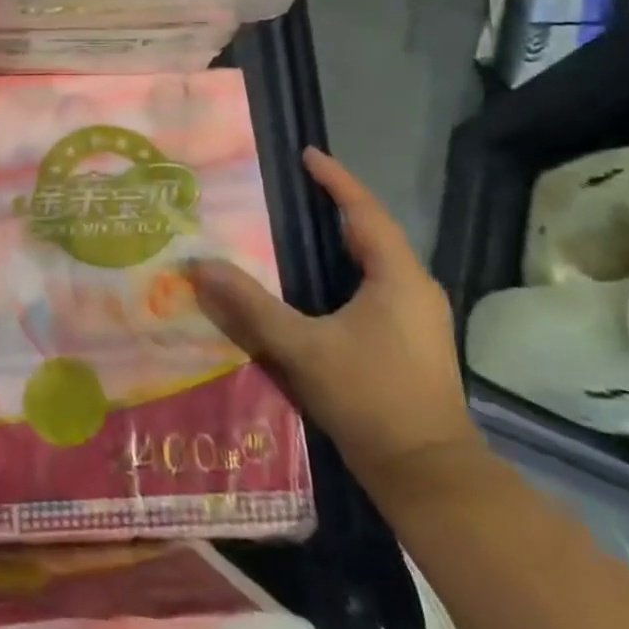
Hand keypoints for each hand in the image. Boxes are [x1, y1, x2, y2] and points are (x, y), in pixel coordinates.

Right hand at [186, 147, 482, 502]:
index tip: (306, 155)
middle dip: (334, 208)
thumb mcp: (301, 347)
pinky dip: (344, 274)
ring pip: (375, 264)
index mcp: (397, 277)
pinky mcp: (411, 343)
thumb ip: (250, 305)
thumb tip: (200, 266)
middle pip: (372, 233)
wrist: (428, 474)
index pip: (364, 212)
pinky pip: (375, 289)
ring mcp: (418, 318)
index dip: (335, 180)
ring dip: (339, 243)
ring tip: (295, 231)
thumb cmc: (370, 398)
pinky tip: (314, 288)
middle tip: (290, 191)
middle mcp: (414, 289)